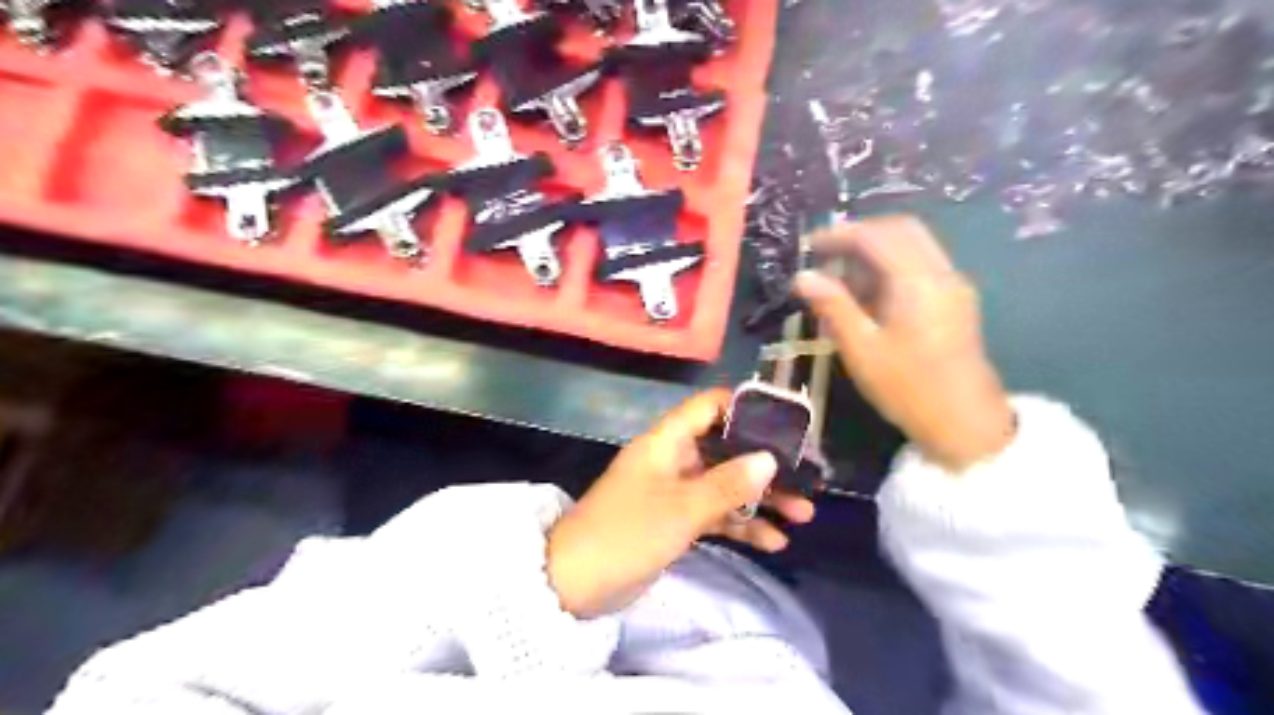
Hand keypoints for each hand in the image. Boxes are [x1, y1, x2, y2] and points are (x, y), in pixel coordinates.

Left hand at [547, 388, 815, 616]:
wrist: (576, 582)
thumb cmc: (627, 532)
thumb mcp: (682, 508)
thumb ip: (728, 484)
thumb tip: (770, 459)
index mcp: (667, 441)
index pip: (710, 407)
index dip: (746, 407)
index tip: (786, 421)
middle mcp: (674, 459)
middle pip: (727, 449)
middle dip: (766, 464)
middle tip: (806, 477)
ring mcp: (676, 491)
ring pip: (726, 484)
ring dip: (761, 499)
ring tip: (803, 515)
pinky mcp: (676, 520)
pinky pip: (716, 514)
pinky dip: (742, 525)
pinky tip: (774, 542)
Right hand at [793, 215, 1017, 470]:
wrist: (965, 423)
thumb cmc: (907, 388)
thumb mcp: (861, 348)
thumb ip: (832, 305)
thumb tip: (802, 276)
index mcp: (917, 281)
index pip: (876, 236)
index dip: (838, 235)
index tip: (807, 247)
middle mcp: (940, 272)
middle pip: (900, 230)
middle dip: (859, 235)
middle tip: (826, 255)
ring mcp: (953, 285)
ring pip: (913, 246)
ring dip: (875, 251)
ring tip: (841, 279)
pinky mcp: (955, 300)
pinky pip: (921, 265)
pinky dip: (891, 267)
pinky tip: (868, 295)